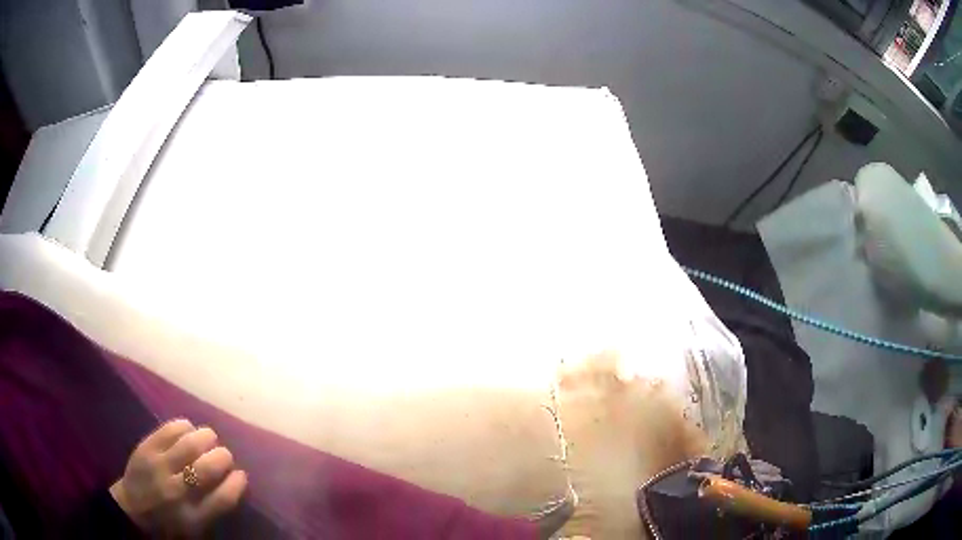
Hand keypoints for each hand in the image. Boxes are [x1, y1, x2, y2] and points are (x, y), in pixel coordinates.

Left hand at [109, 419, 247, 536]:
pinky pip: (170, 429)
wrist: (131, 508)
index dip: (236, 483)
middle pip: (207, 467)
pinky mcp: (146, 447)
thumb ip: (215, 506)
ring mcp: (158, 466)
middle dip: (223, 456)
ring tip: (209, 438)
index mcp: (192, 517)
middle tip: (225, 454)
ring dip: (206, 437)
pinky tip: (188, 430)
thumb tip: (235, 477)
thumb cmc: (168, 521)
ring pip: (190, 443)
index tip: (241, 474)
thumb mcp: (195, 526)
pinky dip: (185, 426)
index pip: (223, 498)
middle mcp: (176, 491)